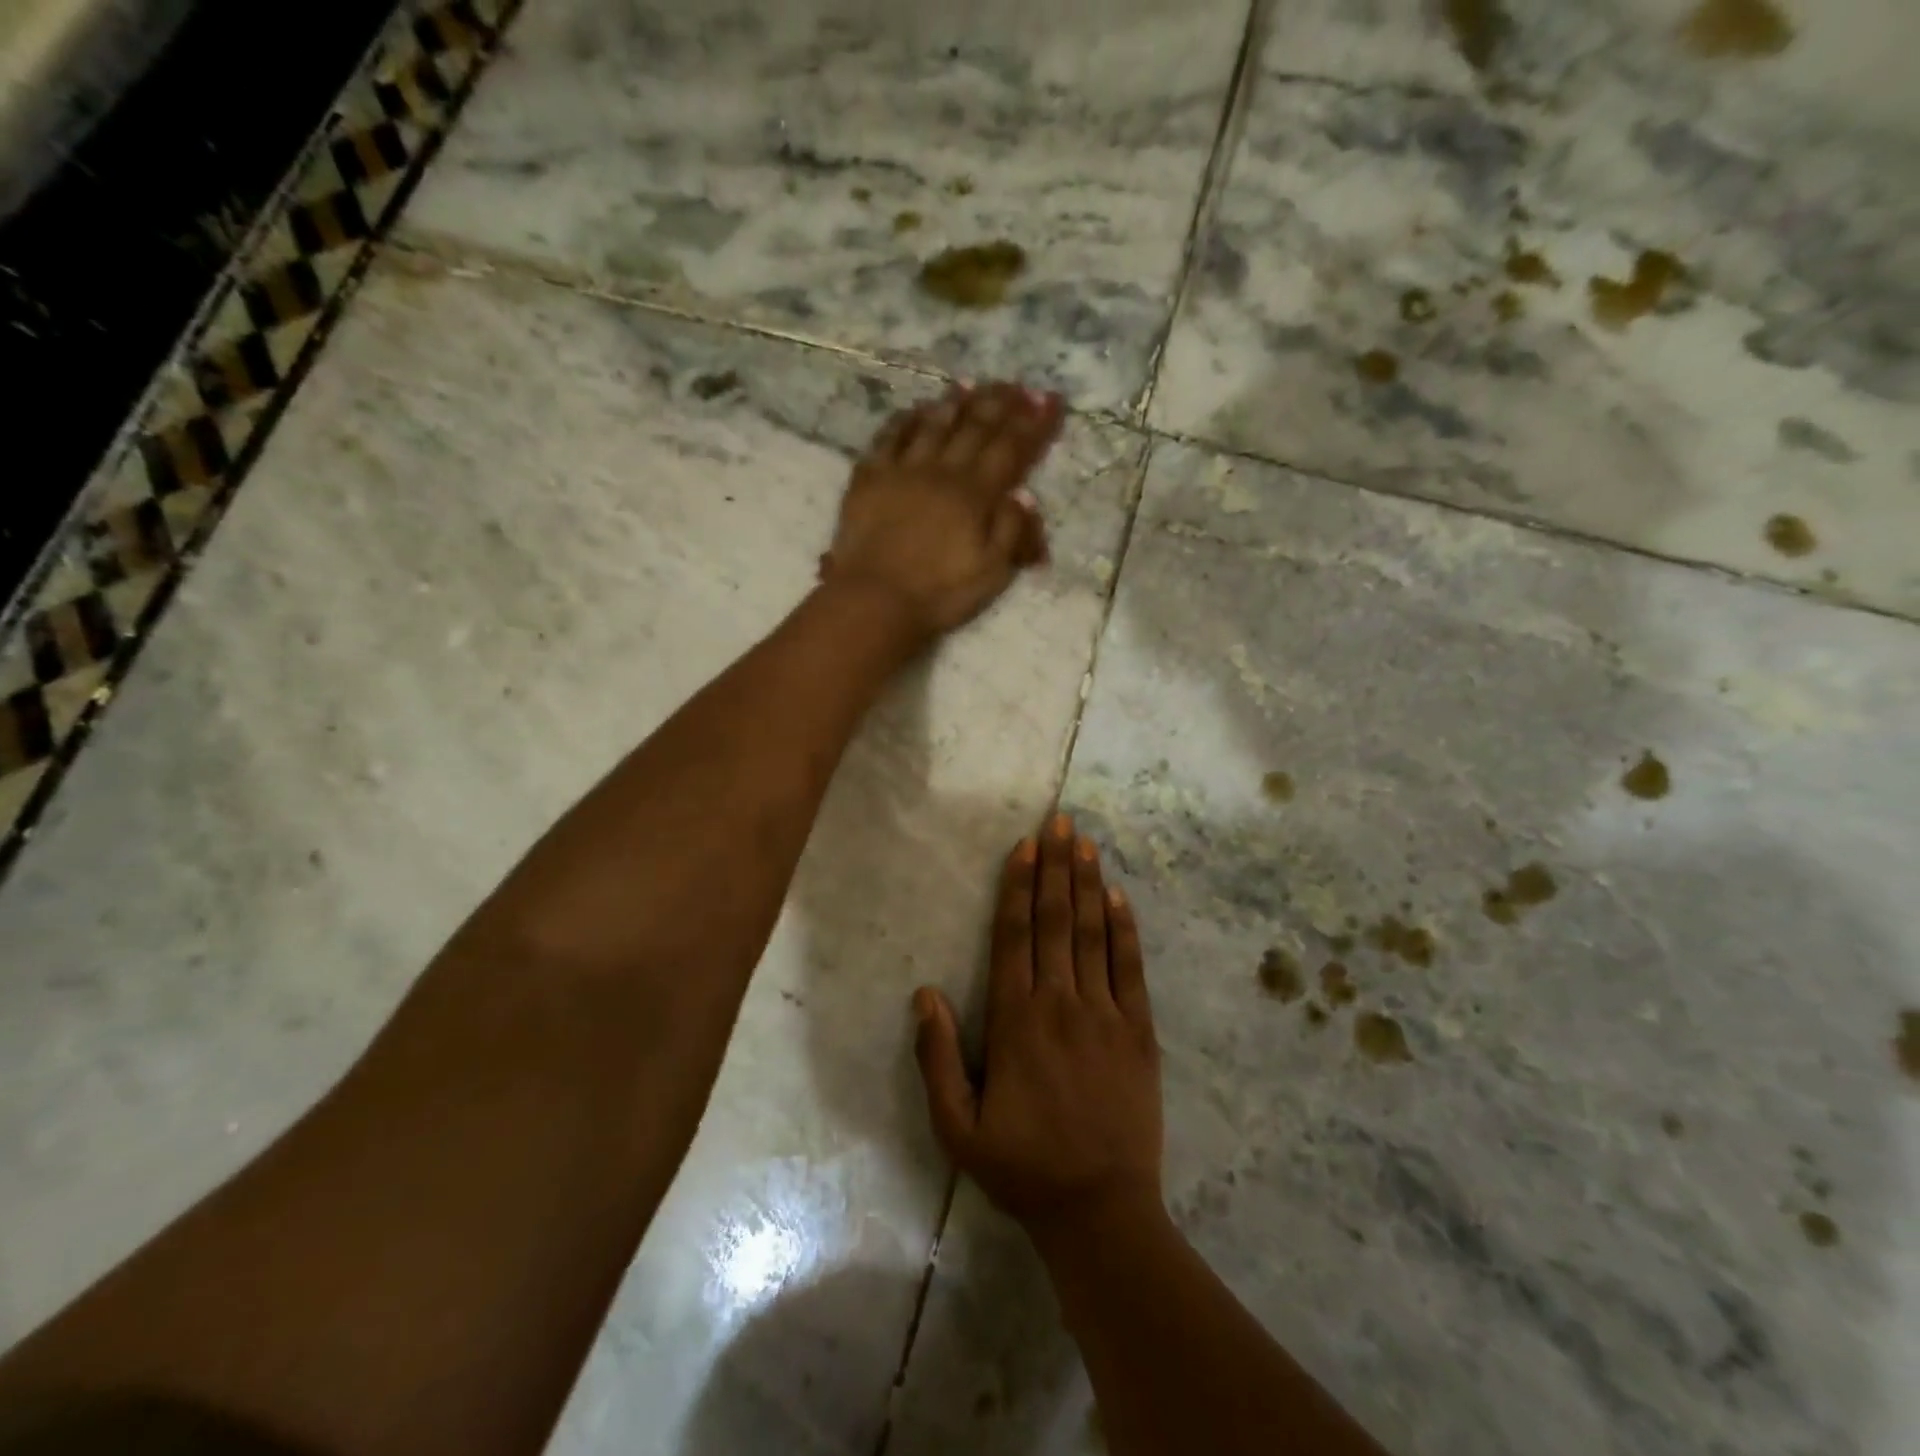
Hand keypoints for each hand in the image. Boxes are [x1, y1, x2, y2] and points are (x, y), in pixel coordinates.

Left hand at [823, 381, 1063, 641]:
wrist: (874, 601)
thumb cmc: (938, 594)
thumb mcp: (991, 574)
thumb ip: (1012, 532)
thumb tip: (1024, 493)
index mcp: (974, 494)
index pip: (1011, 448)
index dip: (1033, 423)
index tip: (1050, 399)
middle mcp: (941, 471)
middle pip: (974, 426)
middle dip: (1000, 402)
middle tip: (1016, 385)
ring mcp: (901, 470)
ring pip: (933, 424)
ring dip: (954, 402)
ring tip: (970, 385)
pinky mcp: (868, 478)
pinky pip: (888, 436)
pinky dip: (905, 419)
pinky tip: (914, 410)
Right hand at [913, 815, 1163, 1239]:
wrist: (1101, 1211)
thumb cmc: (1023, 1168)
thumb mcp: (958, 1128)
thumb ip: (937, 1059)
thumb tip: (925, 993)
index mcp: (1016, 1022)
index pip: (1014, 937)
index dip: (1018, 887)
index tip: (1024, 846)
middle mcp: (1061, 1004)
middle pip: (1055, 921)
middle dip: (1055, 867)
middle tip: (1059, 821)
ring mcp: (1106, 1015)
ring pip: (1093, 935)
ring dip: (1088, 884)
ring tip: (1085, 842)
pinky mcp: (1140, 1032)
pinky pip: (1131, 969)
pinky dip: (1125, 929)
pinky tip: (1119, 897)